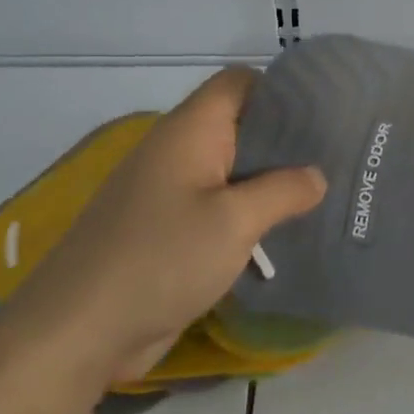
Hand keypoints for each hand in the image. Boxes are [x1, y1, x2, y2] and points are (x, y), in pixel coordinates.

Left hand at [0, 67, 326, 389]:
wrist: (77, 332)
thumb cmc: (160, 259)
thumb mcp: (234, 221)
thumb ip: (283, 191)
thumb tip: (316, 176)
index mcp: (190, 131)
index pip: (240, 82)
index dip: (281, 89)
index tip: (325, 114)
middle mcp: (178, 151)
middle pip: (240, 125)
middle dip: (286, 140)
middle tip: (337, 158)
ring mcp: (169, 192)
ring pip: (232, 170)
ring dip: (270, 182)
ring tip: (320, 195)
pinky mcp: (167, 230)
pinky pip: (217, 207)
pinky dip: (248, 214)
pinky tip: (282, 233)